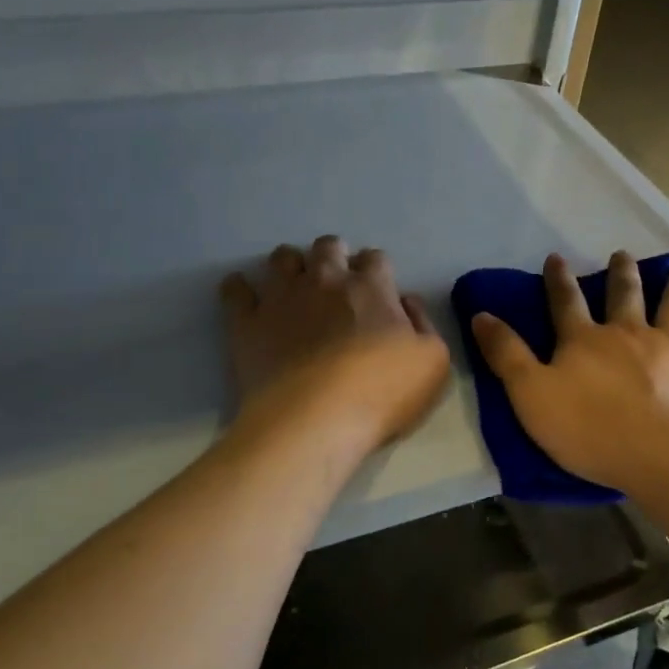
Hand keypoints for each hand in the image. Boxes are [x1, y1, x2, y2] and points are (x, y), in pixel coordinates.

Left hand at [221, 236, 449, 450]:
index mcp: (371, 287)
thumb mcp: (433, 362)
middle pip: (328, 247)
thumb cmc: (382, 393)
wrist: (315, 421)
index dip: (377, 272)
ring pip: (282, 258)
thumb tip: (406, 301)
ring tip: (294, 286)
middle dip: (334, 256)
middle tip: (336, 283)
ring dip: (291, 265)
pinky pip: (235, 290)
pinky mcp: (247, 322)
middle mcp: (325, 280)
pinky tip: (243, 295)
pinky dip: (239, 288)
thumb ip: (423, 324)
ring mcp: (282, 297)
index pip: (375, 259)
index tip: (377, 291)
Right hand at [470, 251, 668, 492]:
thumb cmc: (589, 429)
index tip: (555, 258)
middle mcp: (630, 332)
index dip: (558, 280)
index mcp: (585, 340)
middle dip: (621, 273)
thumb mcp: (530, 394)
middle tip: (622, 255)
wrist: (662, 455)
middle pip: (625, 294)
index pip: (565, 301)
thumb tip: (480, 314)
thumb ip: (506, 354)